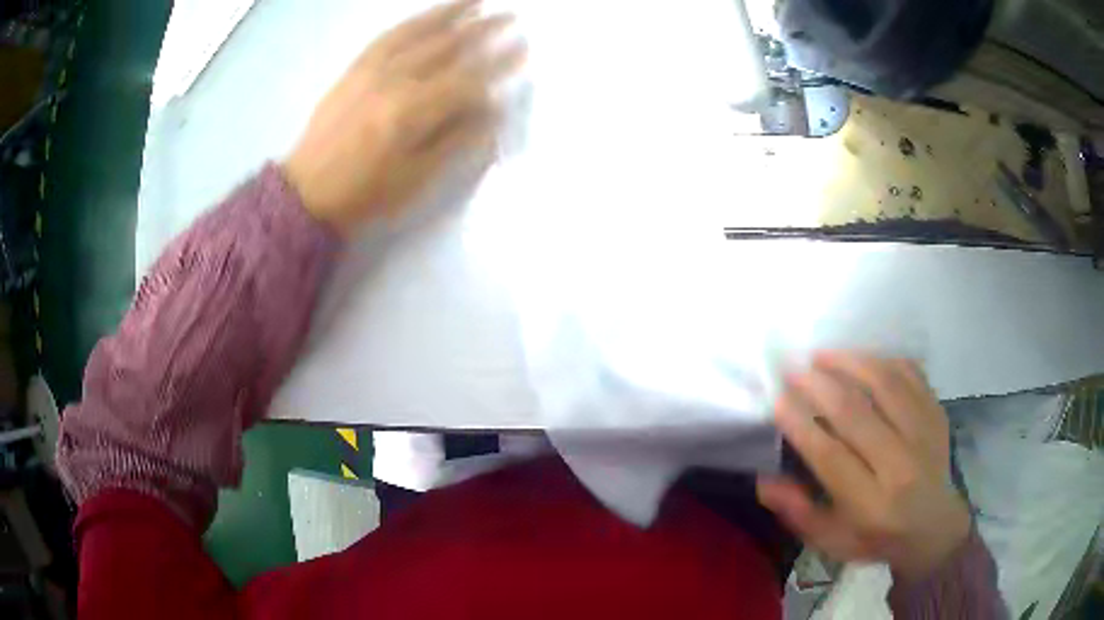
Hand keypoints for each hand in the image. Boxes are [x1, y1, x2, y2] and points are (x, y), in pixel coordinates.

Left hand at [285, 0, 524, 234]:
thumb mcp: (417, 178)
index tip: (524, 49)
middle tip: (512, 16)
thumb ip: (457, 139)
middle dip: (484, 30)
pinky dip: (413, 21)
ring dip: (451, 13)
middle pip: (447, 47)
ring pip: (418, 32)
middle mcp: (393, 81)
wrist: (307, 192)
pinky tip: (430, 14)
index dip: (498, 65)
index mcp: (411, 113)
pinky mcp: (354, 68)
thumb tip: (492, 108)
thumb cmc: (366, 193)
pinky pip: (387, 36)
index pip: (467, 80)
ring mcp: (370, 70)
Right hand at [757, 352, 970, 582]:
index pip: (831, 456)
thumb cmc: (876, 536)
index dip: (801, 425)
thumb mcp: (831, 540)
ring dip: (849, 362)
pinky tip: (862, 360)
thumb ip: (797, 512)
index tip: (777, 400)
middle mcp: (900, 465)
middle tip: (793, 369)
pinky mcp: (936, 413)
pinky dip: (882, 360)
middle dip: (818, 385)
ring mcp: (924, 434)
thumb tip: (764, 479)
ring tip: (822, 355)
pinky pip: (910, 374)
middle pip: (856, 413)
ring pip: (885, 384)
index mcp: (870, 504)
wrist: (933, 527)